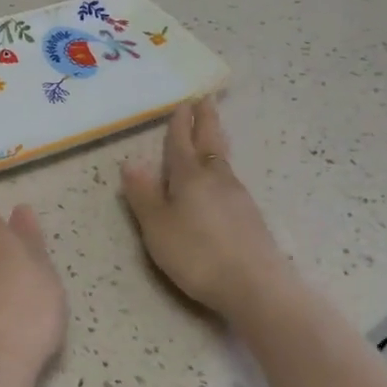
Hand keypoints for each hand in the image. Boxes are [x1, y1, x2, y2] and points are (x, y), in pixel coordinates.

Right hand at [121, 98, 295, 324]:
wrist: (255, 286)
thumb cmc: (197, 254)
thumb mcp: (158, 227)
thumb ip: (144, 195)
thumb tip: (131, 162)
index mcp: (189, 177)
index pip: (181, 143)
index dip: (179, 124)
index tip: (182, 103)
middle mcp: (216, 178)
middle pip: (210, 142)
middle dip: (205, 121)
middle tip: (205, 100)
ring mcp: (237, 196)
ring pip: (222, 160)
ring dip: (215, 141)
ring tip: (211, 132)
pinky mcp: (250, 216)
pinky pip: (229, 178)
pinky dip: (221, 166)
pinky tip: (220, 177)